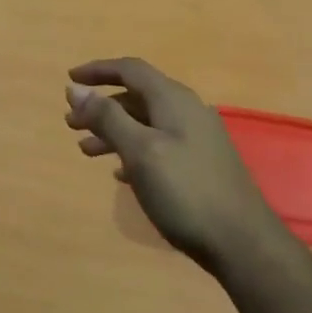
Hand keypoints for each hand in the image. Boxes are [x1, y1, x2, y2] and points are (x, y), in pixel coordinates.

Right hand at [65, 57, 290, 276]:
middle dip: (101, 105)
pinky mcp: (200, 165)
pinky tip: (119, 173)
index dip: (98, 71)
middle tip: (70, 123)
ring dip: (113, 130)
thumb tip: (76, 89)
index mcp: (173, 100)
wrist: (242, 243)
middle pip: (136, 96)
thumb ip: (107, 118)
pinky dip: (132, 150)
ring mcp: (196, 139)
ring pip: (145, 123)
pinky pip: (157, 145)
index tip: (69, 80)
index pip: (131, 69)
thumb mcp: (140, 151)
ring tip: (86, 150)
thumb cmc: (185, 191)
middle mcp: (187, 112)